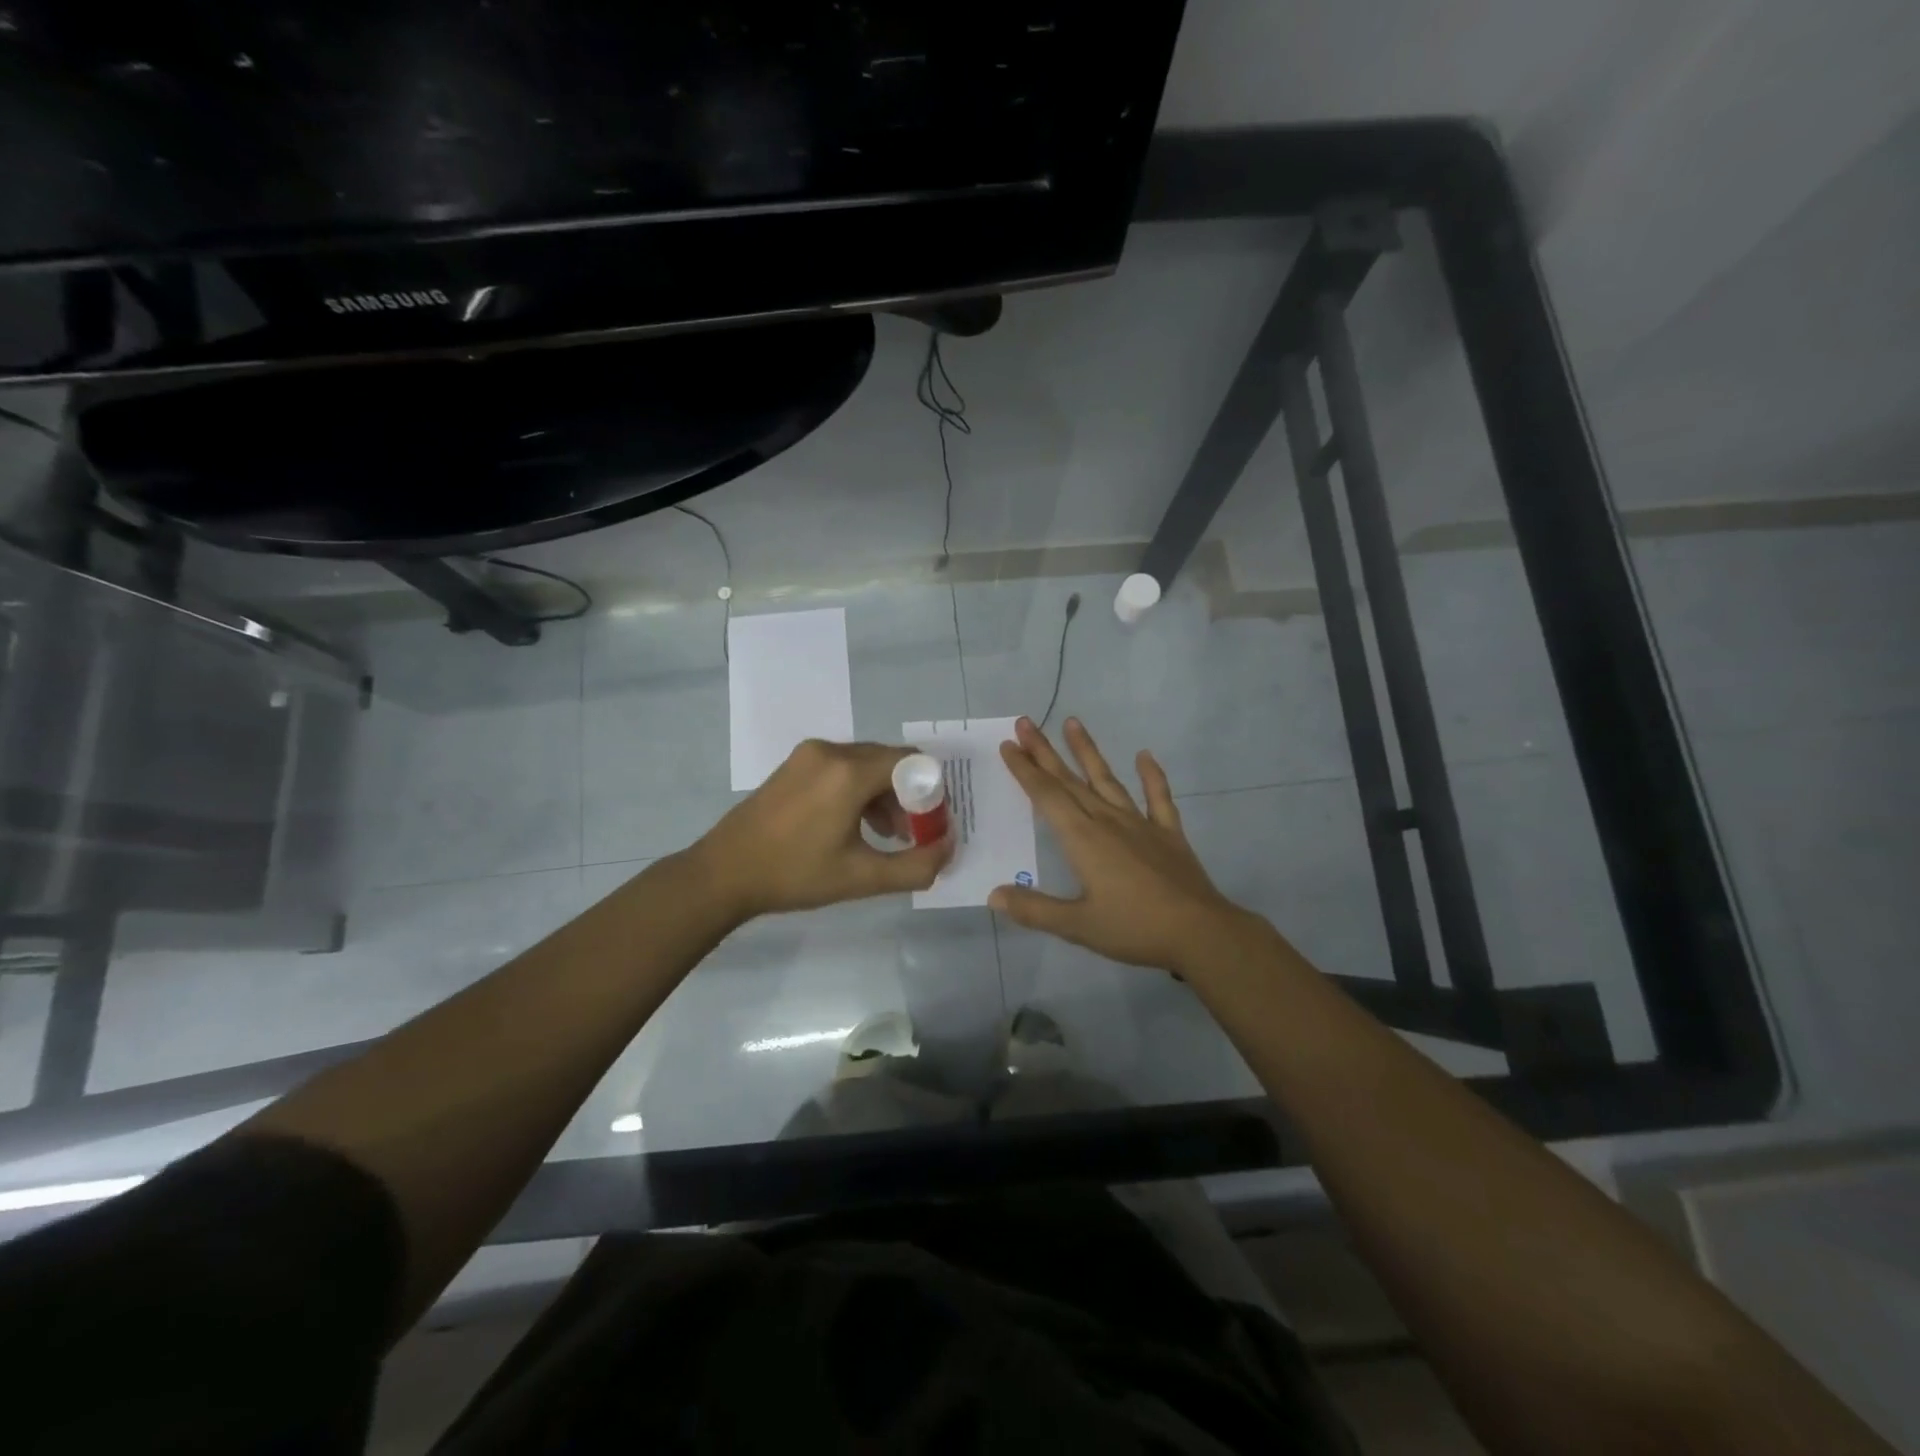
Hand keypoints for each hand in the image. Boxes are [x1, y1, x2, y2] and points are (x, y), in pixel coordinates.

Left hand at [692, 739, 952, 922]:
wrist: (724, 873)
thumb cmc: (795, 875)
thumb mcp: (862, 878)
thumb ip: (916, 866)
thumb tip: (948, 848)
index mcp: (849, 771)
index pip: (913, 763)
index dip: (931, 793)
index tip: (929, 827)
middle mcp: (831, 751)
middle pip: (890, 762)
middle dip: (909, 796)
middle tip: (912, 835)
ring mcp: (809, 755)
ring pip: (866, 764)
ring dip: (884, 795)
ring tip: (886, 836)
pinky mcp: (795, 763)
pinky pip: (843, 767)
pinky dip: (859, 790)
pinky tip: (855, 826)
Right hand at [991, 717, 1247, 974]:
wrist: (1200, 933)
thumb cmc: (1134, 928)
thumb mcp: (1077, 926)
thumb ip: (1034, 910)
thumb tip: (994, 895)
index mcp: (1083, 839)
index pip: (1047, 796)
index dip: (1025, 770)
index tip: (1008, 746)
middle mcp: (1108, 821)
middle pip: (1070, 781)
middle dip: (1044, 752)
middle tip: (1025, 723)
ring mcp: (1140, 824)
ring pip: (1107, 780)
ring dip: (1088, 751)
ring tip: (1073, 722)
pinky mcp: (1168, 834)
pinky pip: (1158, 798)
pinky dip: (1152, 776)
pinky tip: (1145, 755)